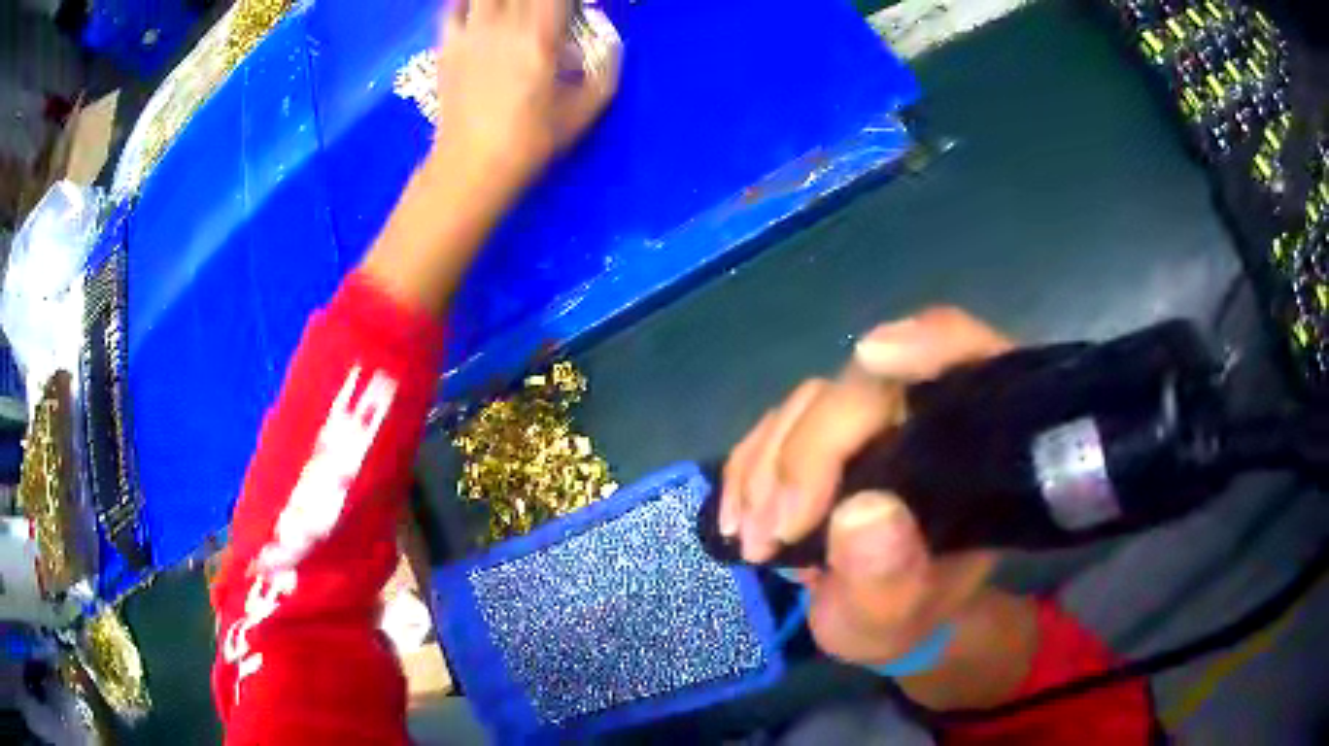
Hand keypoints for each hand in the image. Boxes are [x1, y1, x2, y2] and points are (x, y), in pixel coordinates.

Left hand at [431, 0, 621, 189]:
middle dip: (541, 0)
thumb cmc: (531, 140)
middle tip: (550, 14)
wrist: (472, 165)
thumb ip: (606, 70)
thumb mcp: (585, 111)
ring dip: (507, 0)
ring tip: (517, 12)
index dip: (568, 0)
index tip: (574, 10)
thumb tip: (611, 43)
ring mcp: (471, 32)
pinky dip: (466, 0)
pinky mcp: (447, 45)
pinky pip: (453, 6)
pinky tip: (479, 7)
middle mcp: (503, 25)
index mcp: (541, 36)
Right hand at [720, 308, 1013, 664]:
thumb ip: (891, 579)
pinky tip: (737, 517)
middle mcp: (924, 411)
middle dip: (806, 457)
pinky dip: (747, 469)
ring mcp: (868, 416)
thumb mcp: (899, 617)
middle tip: (772, 534)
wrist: (876, 613)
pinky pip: (775, 426)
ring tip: (752, 539)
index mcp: (973, 442)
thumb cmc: (904, 613)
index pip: (968, 358)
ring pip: (810, 404)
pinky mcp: (821, 429)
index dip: (930, 343)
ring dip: (767, 469)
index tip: (875, 360)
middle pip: (863, 388)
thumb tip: (864, 513)